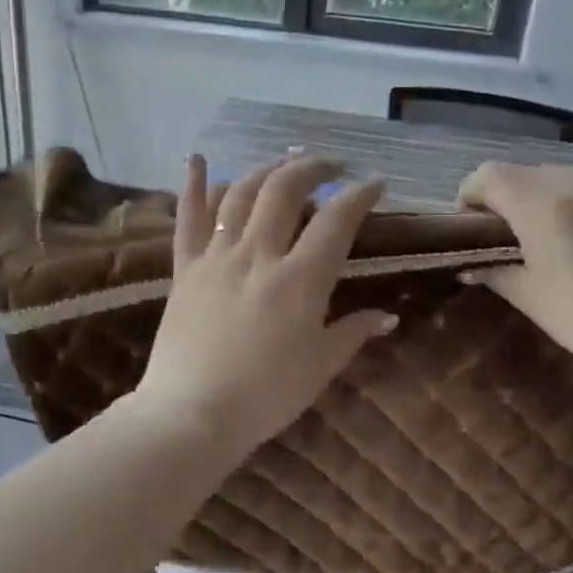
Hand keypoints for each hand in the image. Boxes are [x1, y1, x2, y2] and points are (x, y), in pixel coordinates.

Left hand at [132, 154, 395, 458]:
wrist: (191, 413)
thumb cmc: (265, 395)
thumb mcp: (320, 366)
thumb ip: (353, 332)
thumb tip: (387, 316)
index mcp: (299, 279)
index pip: (336, 220)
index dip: (359, 195)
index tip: (375, 184)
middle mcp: (258, 254)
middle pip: (285, 190)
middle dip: (313, 168)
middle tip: (331, 166)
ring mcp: (216, 257)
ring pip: (240, 194)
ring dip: (265, 170)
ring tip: (283, 164)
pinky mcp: (185, 268)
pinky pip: (187, 218)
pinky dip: (194, 185)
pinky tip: (198, 158)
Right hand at [457, 161, 572, 391]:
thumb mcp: (530, 296)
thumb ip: (495, 272)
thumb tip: (470, 265)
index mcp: (539, 204)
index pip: (490, 175)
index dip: (471, 193)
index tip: (471, 222)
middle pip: (524, 172)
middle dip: (506, 195)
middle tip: (506, 230)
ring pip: (561, 171)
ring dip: (543, 190)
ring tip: (547, 222)